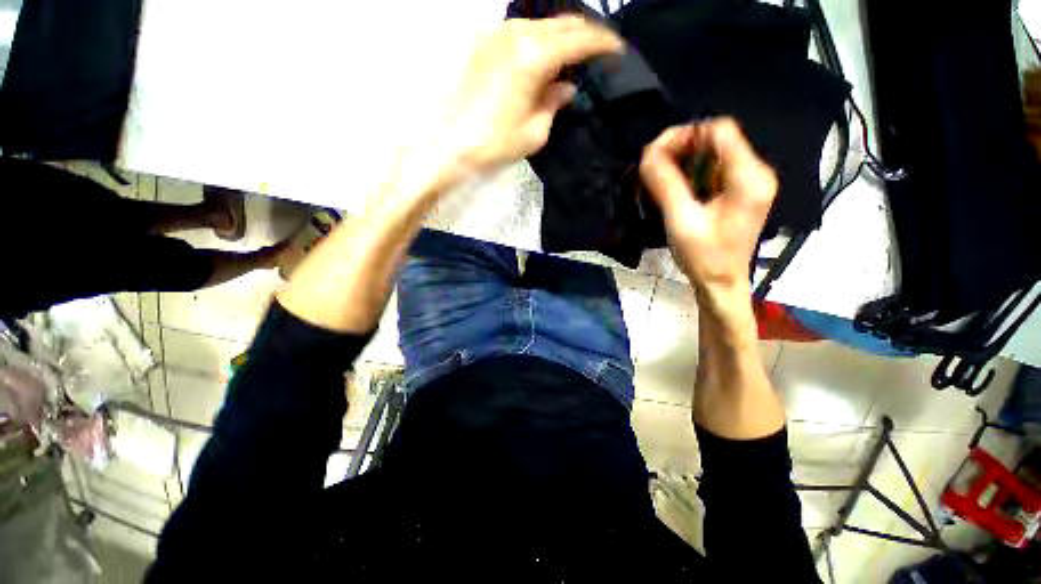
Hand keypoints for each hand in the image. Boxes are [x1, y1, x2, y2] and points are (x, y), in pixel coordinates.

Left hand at [442, 16, 622, 176]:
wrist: (448, 143)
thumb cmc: (494, 144)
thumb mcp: (534, 132)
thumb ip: (554, 104)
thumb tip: (566, 88)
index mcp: (534, 56)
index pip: (579, 38)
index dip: (603, 42)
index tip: (617, 50)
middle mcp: (516, 33)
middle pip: (561, 23)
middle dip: (584, 35)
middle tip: (597, 53)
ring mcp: (496, 34)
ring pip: (540, 25)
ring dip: (560, 38)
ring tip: (570, 59)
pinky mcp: (483, 43)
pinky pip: (520, 33)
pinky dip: (538, 42)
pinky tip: (541, 61)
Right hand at [639, 119, 776, 301]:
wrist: (721, 284)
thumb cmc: (704, 258)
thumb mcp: (680, 220)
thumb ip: (665, 184)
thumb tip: (648, 152)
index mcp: (749, 178)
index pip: (719, 131)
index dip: (685, 134)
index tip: (656, 153)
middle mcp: (756, 173)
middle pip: (717, 140)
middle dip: (682, 148)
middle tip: (654, 168)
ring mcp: (750, 182)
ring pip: (713, 154)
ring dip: (684, 162)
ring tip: (661, 181)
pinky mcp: (740, 192)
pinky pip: (713, 170)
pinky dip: (691, 173)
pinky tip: (677, 190)